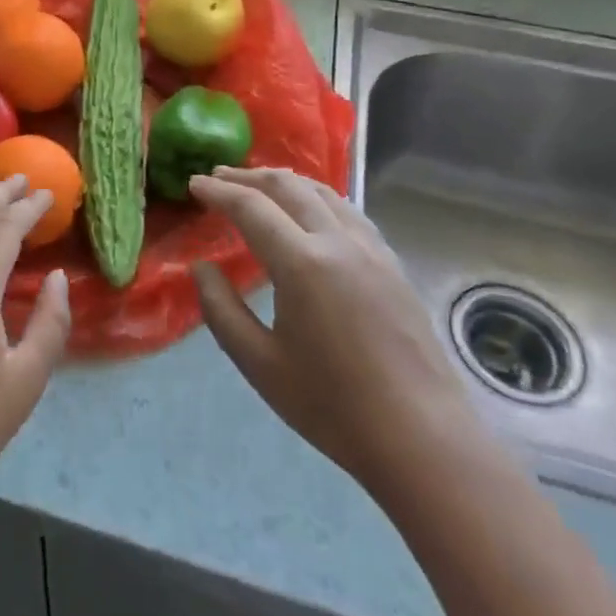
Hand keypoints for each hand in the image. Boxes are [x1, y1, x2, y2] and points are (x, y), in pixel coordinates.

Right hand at [189, 167, 487, 494]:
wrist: (422, 439)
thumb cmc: (332, 406)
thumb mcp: (259, 363)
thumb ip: (221, 309)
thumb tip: (201, 268)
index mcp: (302, 264)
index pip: (251, 207)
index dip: (218, 192)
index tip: (193, 184)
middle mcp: (338, 242)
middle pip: (288, 187)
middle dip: (248, 177)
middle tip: (218, 176)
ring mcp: (372, 250)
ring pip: (323, 193)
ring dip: (285, 182)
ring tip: (259, 185)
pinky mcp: (392, 264)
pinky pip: (348, 211)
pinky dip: (317, 198)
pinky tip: (310, 212)